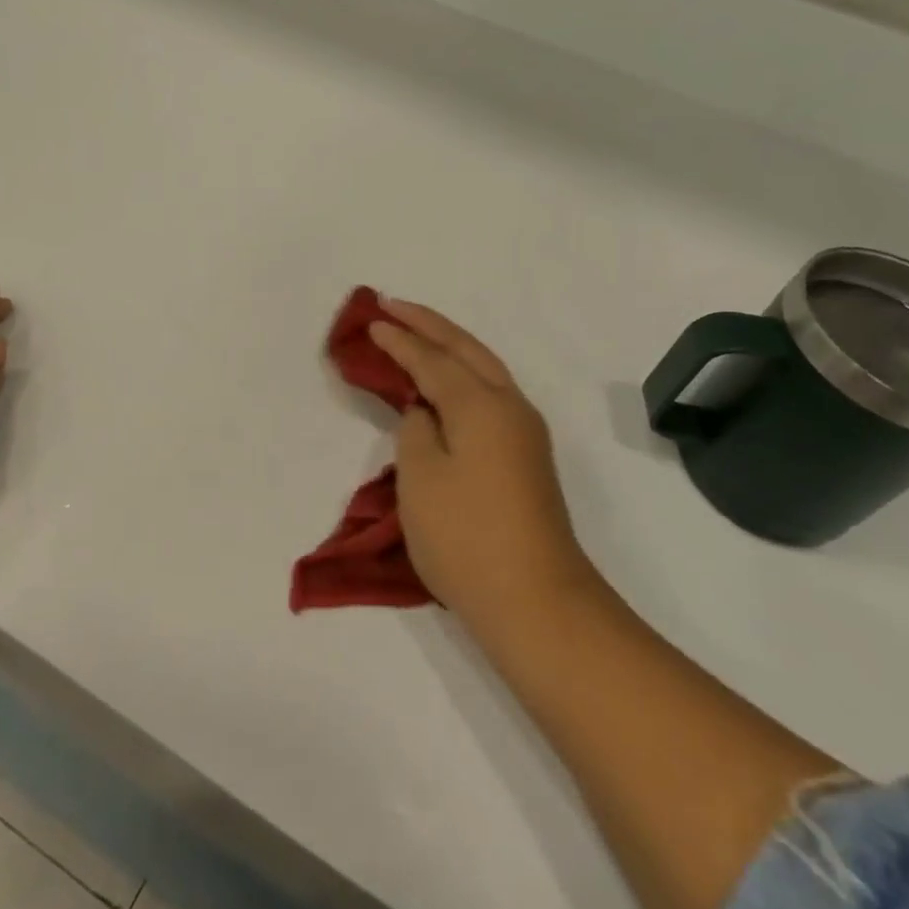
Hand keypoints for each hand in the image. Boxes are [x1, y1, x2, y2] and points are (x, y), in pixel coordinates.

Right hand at [370, 299, 589, 630]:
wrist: (536, 601)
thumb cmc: (467, 537)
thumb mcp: (421, 478)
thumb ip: (416, 429)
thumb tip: (426, 412)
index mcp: (481, 404)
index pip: (433, 359)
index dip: (400, 339)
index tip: (372, 321)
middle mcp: (510, 406)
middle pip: (466, 349)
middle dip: (429, 324)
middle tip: (393, 306)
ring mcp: (524, 432)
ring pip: (484, 368)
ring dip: (449, 346)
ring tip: (417, 332)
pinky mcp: (527, 457)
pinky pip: (490, 394)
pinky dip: (463, 375)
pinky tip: (448, 382)